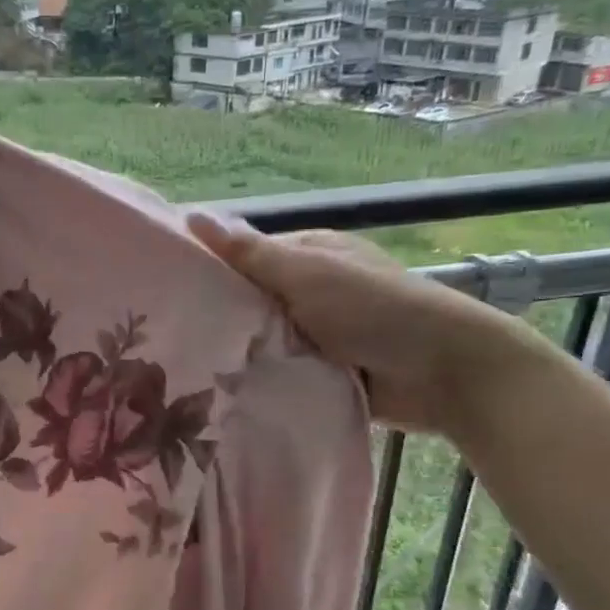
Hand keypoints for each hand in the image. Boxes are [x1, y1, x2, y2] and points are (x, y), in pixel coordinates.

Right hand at [187, 211, 538, 433]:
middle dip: (218, 319)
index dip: (206, 271)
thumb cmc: (376, 309)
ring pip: (262, 340)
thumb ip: (251, 254)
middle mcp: (310, 290)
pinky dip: (263, 380)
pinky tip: (226, 394)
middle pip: (249, 302)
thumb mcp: (308, 274)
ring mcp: (318, 333)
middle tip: (167, 342)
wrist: (446, 371)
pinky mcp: (325, 372)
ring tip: (186, 373)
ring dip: (239, 354)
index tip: (162, 293)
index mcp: (308, 255)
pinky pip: (281, 372)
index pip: (242, 258)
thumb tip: (192, 214)